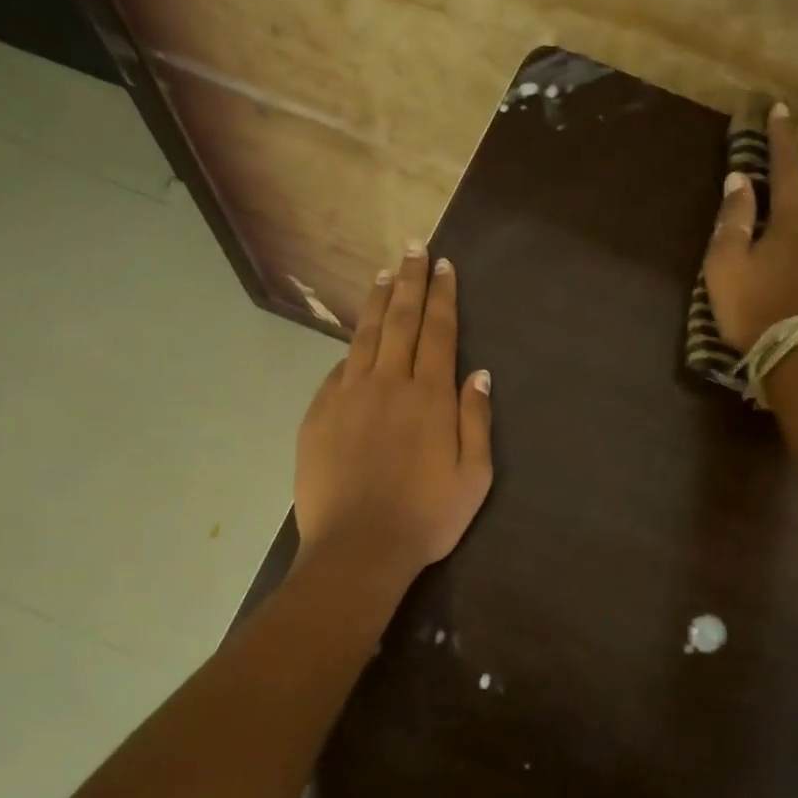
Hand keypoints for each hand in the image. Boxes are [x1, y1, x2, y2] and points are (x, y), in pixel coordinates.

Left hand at [293, 243, 493, 583]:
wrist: (358, 547)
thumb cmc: (426, 518)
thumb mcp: (474, 478)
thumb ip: (476, 421)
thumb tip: (478, 373)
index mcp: (429, 398)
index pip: (438, 333)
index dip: (442, 296)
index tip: (443, 266)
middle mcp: (388, 385)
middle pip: (400, 322)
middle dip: (409, 282)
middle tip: (413, 249)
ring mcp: (348, 397)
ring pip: (364, 337)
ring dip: (376, 302)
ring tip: (383, 274)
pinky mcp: (319, 415)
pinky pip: (338, 371)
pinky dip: (350, 349)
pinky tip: (354, 341)